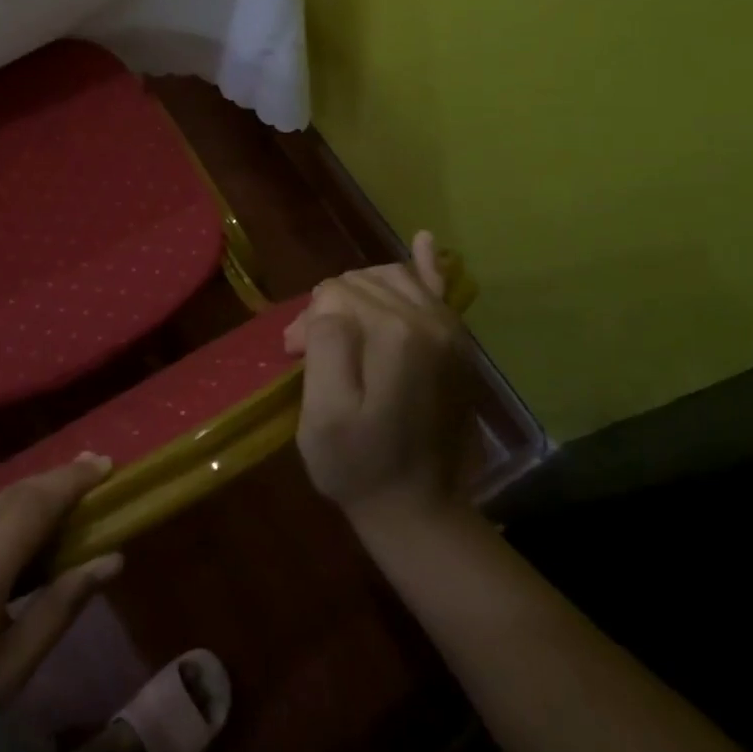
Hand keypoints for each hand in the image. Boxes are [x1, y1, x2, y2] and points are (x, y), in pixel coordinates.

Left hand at [0, 454, 121, 751]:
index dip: (69, 481)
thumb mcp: (11, 670)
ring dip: (16, 507)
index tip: (103, 464)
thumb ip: (62, 607)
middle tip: (89, 475)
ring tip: (39, 525)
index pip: (30, 509)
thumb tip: (112, 558)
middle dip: (52, 484)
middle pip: (10, 496)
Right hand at [283, 231, 484, 530]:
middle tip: (308, 350)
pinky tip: (423, 241)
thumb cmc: (358, 465)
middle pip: (361, 283)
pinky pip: (439, 289)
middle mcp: (430, 320)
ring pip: (391, 278)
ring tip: (339, 325)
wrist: (418, 509)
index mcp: (396, 334)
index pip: (335, 293)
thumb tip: (329, 304)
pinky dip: (427, 264)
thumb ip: (326, 343)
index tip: (295, 357)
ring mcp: (451, 330)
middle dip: (329, 306)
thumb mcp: (323, 412)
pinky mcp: (457, 344)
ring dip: (358, 292)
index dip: (307, 320)